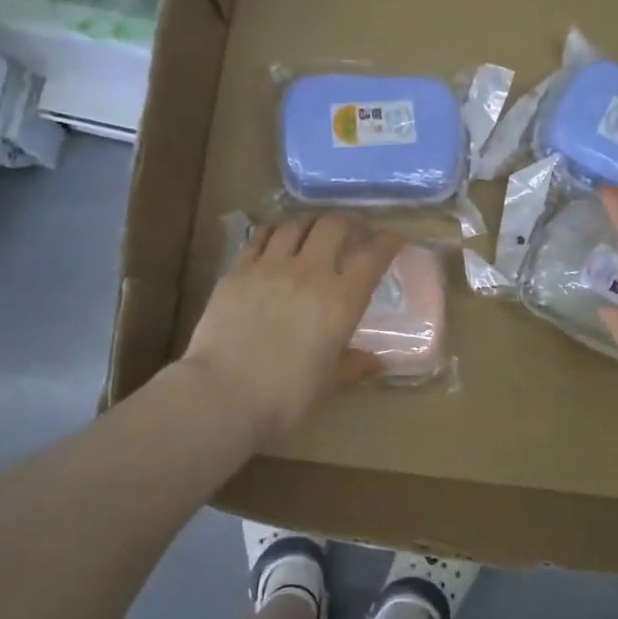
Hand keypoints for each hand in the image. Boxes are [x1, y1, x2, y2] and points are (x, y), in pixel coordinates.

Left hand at [180, 214, 403, 443]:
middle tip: (353, 233)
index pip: (373, 255)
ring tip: (314, 233)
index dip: (388, 242)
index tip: (394, 241)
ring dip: (311, 224)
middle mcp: (310, 272)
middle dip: (349, 223)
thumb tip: (379, 361)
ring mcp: (270, 266)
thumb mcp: (329, 382)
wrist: (223, 394)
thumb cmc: (286, 395)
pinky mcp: (237, 271)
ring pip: (296, 224)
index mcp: (342, 300)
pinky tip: (276, 240)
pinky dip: (275, 232)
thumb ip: (355, 365)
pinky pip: (260, 237)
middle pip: (334, 225)